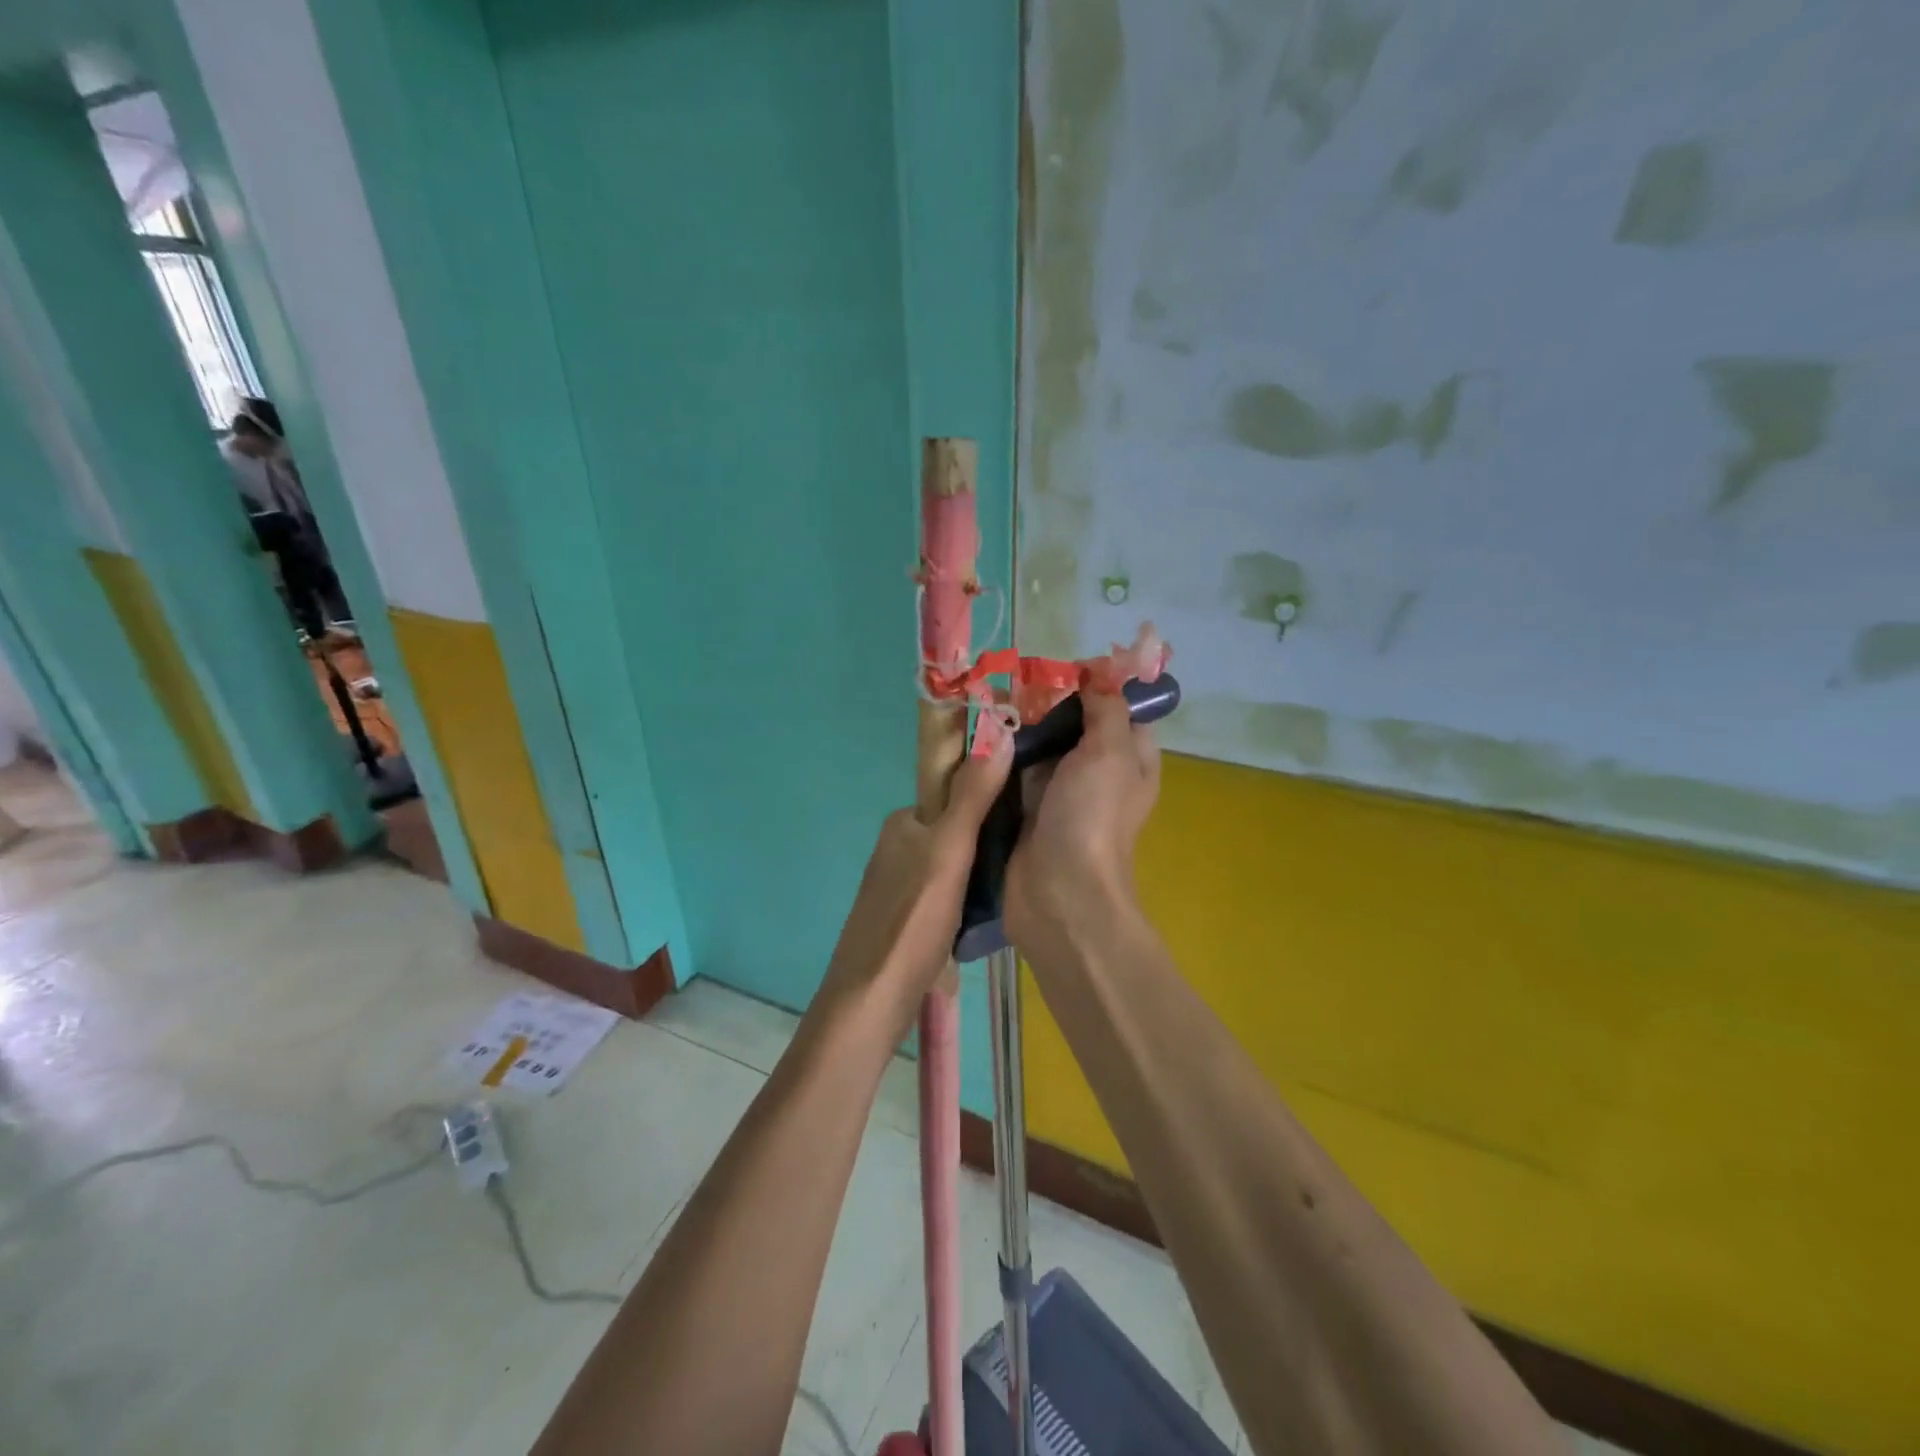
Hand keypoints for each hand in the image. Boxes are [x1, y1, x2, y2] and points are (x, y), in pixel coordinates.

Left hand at [821, 740, 1011, 1017]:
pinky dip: (970, 897)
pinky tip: (991, 914)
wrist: (873, 998)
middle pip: (957, 827)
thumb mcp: (950, 851)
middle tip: (1032, 849)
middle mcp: (898, 846)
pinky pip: (948, 892)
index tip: (1031, 804)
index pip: (954, 790)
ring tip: (1020, 882)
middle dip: (991, 836)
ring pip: (955, 863)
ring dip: (983, 870)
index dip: (992, 792)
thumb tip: (999, 733)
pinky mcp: (906, 917)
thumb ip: (973, 796)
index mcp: (904, 822)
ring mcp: (900, 884)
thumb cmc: (913, 919)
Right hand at [1006, 690, 1159, 945]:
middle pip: (1075, 726)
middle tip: (1016, 680)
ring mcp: (1060, 794)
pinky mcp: (1026, 811)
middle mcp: (1098, 774)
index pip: (1120, 711)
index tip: (1065, 667)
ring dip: (1020, 728)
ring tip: (991, 700)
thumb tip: (1100, 671)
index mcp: (1131, 760)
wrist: (1057, 893)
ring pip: (1041, 748)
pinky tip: (980, 734)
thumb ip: (1106, 708)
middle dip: (1048, 704)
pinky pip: (1014, 773)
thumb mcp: (1110, 752)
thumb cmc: (1092, 817)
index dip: (1098, 686)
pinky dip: (1001, 756)